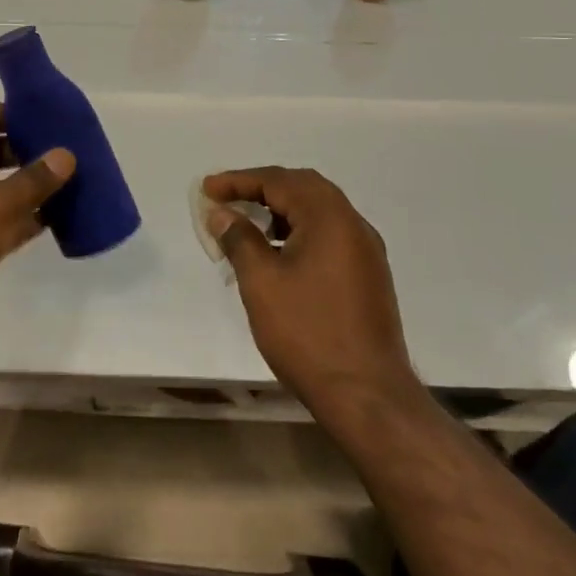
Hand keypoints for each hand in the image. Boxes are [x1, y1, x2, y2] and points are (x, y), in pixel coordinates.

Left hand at [0, 104, 74, 346]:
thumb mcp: (1, 203)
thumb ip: (36, 178)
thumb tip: (66, 154)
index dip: (12, 113)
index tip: (46, 119)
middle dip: (26, 150)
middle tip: (64, 153)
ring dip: (27, 187)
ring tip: (67, 184)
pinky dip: (21, 218)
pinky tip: (52, 222)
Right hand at [203, 167, 419, 415]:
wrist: (367, 395)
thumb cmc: (308, 333)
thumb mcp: (261, 282)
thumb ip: (239, 239)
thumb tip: (223, 214)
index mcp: (329, 216)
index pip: (278, 181)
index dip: (238, 181)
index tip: (207, 189)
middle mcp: (353, 223)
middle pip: (302, 187)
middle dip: (261, 188)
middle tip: (227, 199)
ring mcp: (365, 250)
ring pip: (318, 211)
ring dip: (281, 210)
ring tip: (247, 226)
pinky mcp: (368, 275)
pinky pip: (329, 234)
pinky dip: (299, 231)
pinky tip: (278, 254)